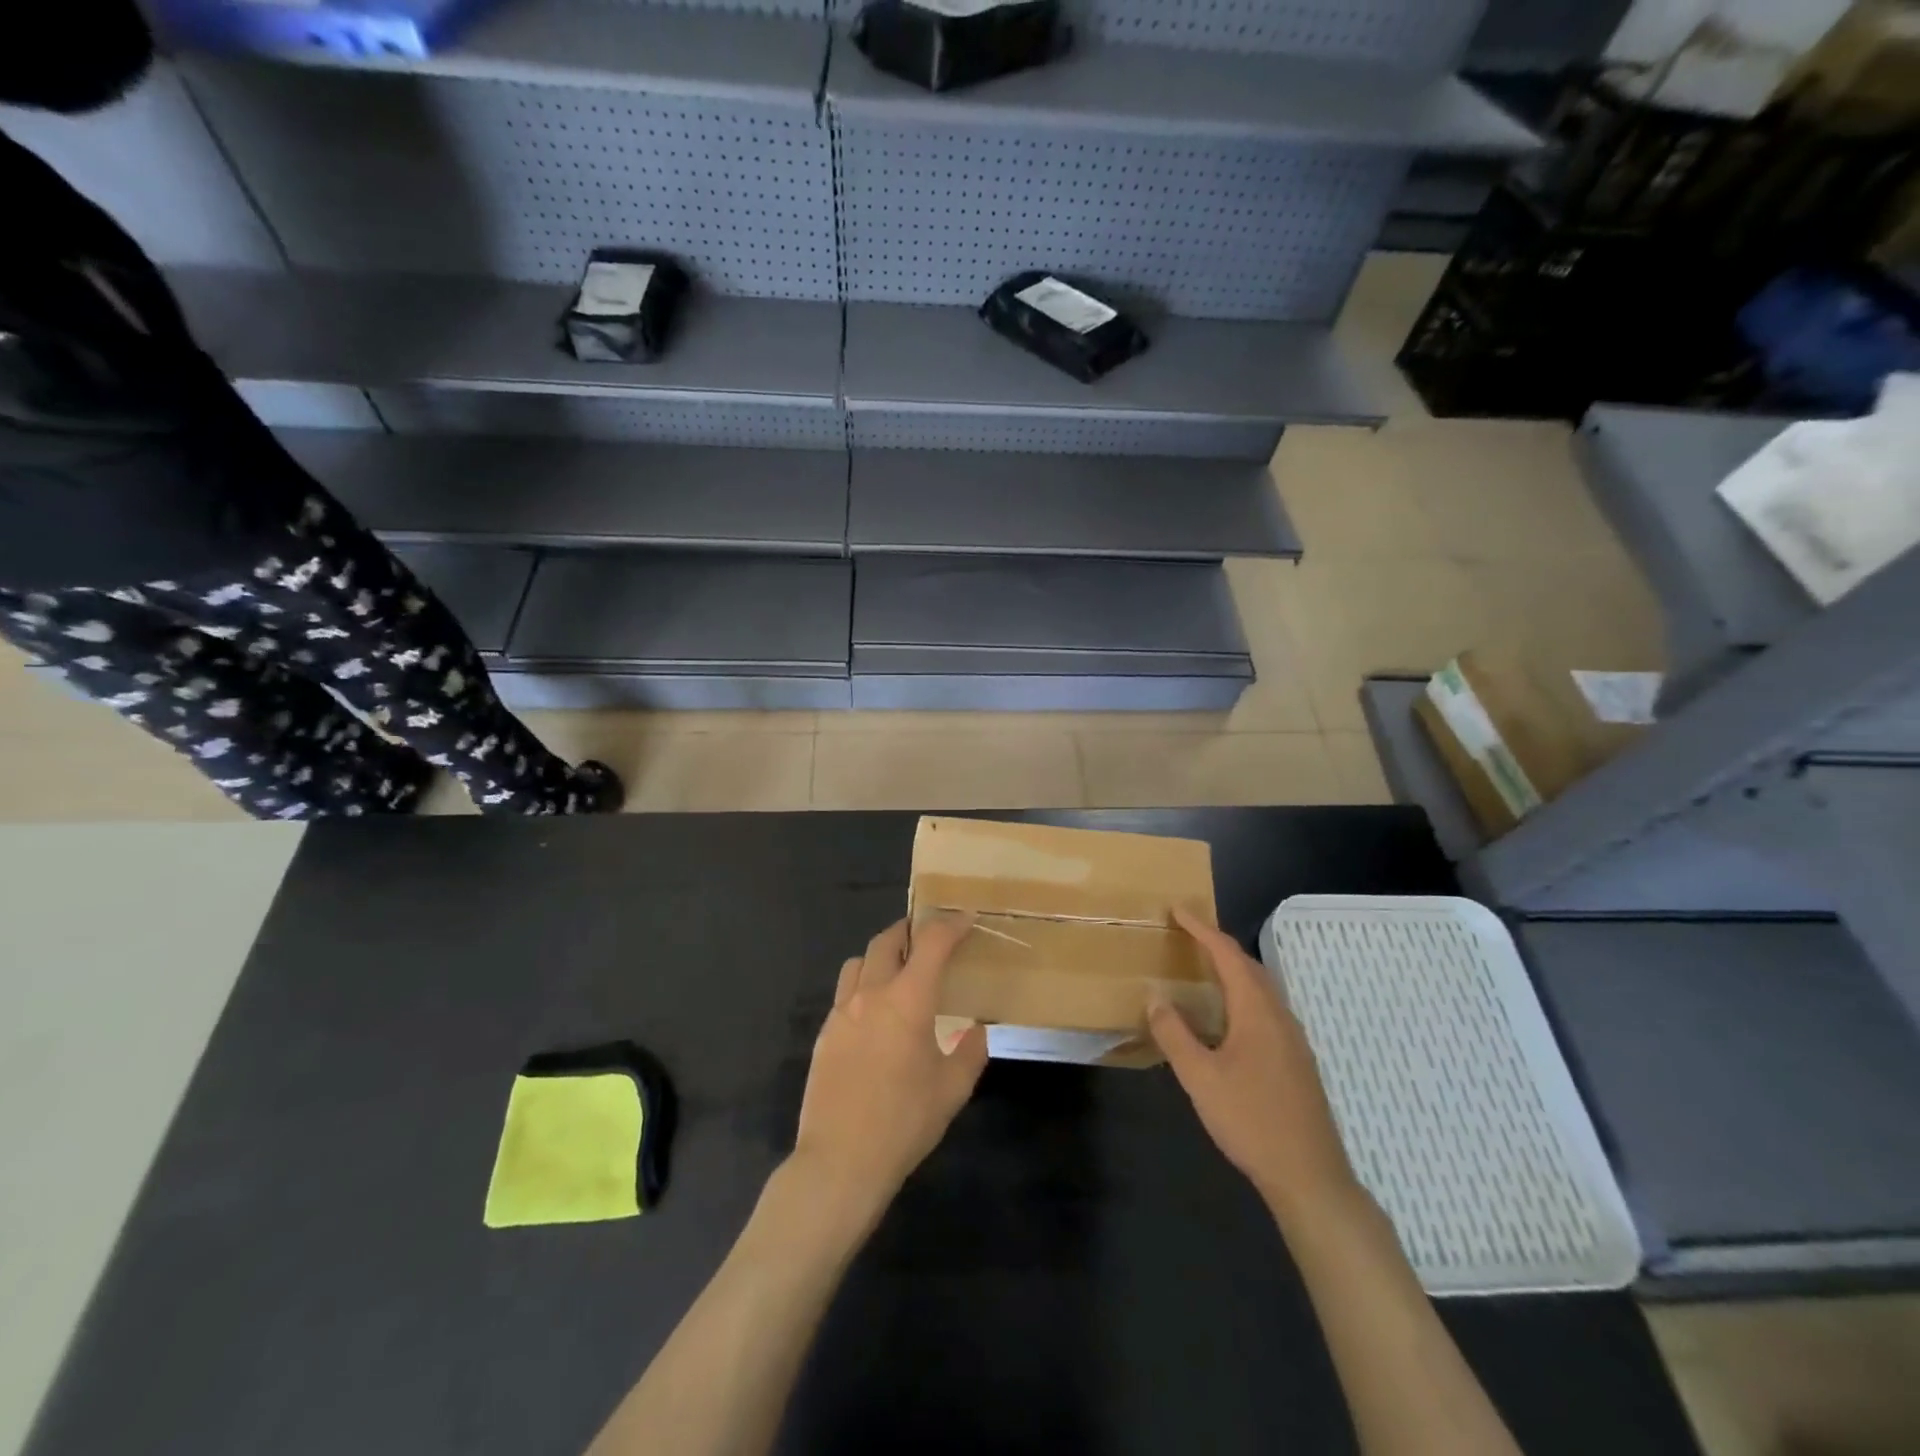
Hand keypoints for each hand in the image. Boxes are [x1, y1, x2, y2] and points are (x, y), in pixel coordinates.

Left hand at [791, 917, 987, 1222]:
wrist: (840, 1162)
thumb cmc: (904, 1123)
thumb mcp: (952, 1090)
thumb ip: (971, 1053)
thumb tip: (977, 1031)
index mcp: (908, 1000)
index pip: (932, 943)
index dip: (951, 925)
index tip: (966, 919)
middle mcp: (872, 994)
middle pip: (888, 940)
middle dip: (911, 931)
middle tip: (929, 940)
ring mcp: (842, 1012)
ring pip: (859, 962)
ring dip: (881, 956)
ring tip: (898, 973)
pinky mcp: (825, 1033)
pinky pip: (845, 993)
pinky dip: (864, 987)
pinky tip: (875, 1016)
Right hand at [1149, 907, 1361, 1224]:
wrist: (1310, 1176)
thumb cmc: (1251, 1121)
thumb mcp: (1200, 1077)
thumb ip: (1175, 1034)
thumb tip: (1155, 997)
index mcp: (1257, 1011)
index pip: (1227, 954)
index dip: (1201, 929)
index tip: (1177, 910)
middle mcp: (1279, 1015)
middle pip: (1248, 966)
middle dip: (1217, 944)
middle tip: (1187, 933)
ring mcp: (1293, 1039)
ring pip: (1260, 988)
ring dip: (1232, 969)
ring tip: (1203, 967)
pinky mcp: (1296, 1060)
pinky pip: (1266, 1009)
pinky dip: (1242, 994)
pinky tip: (1227, 1017)